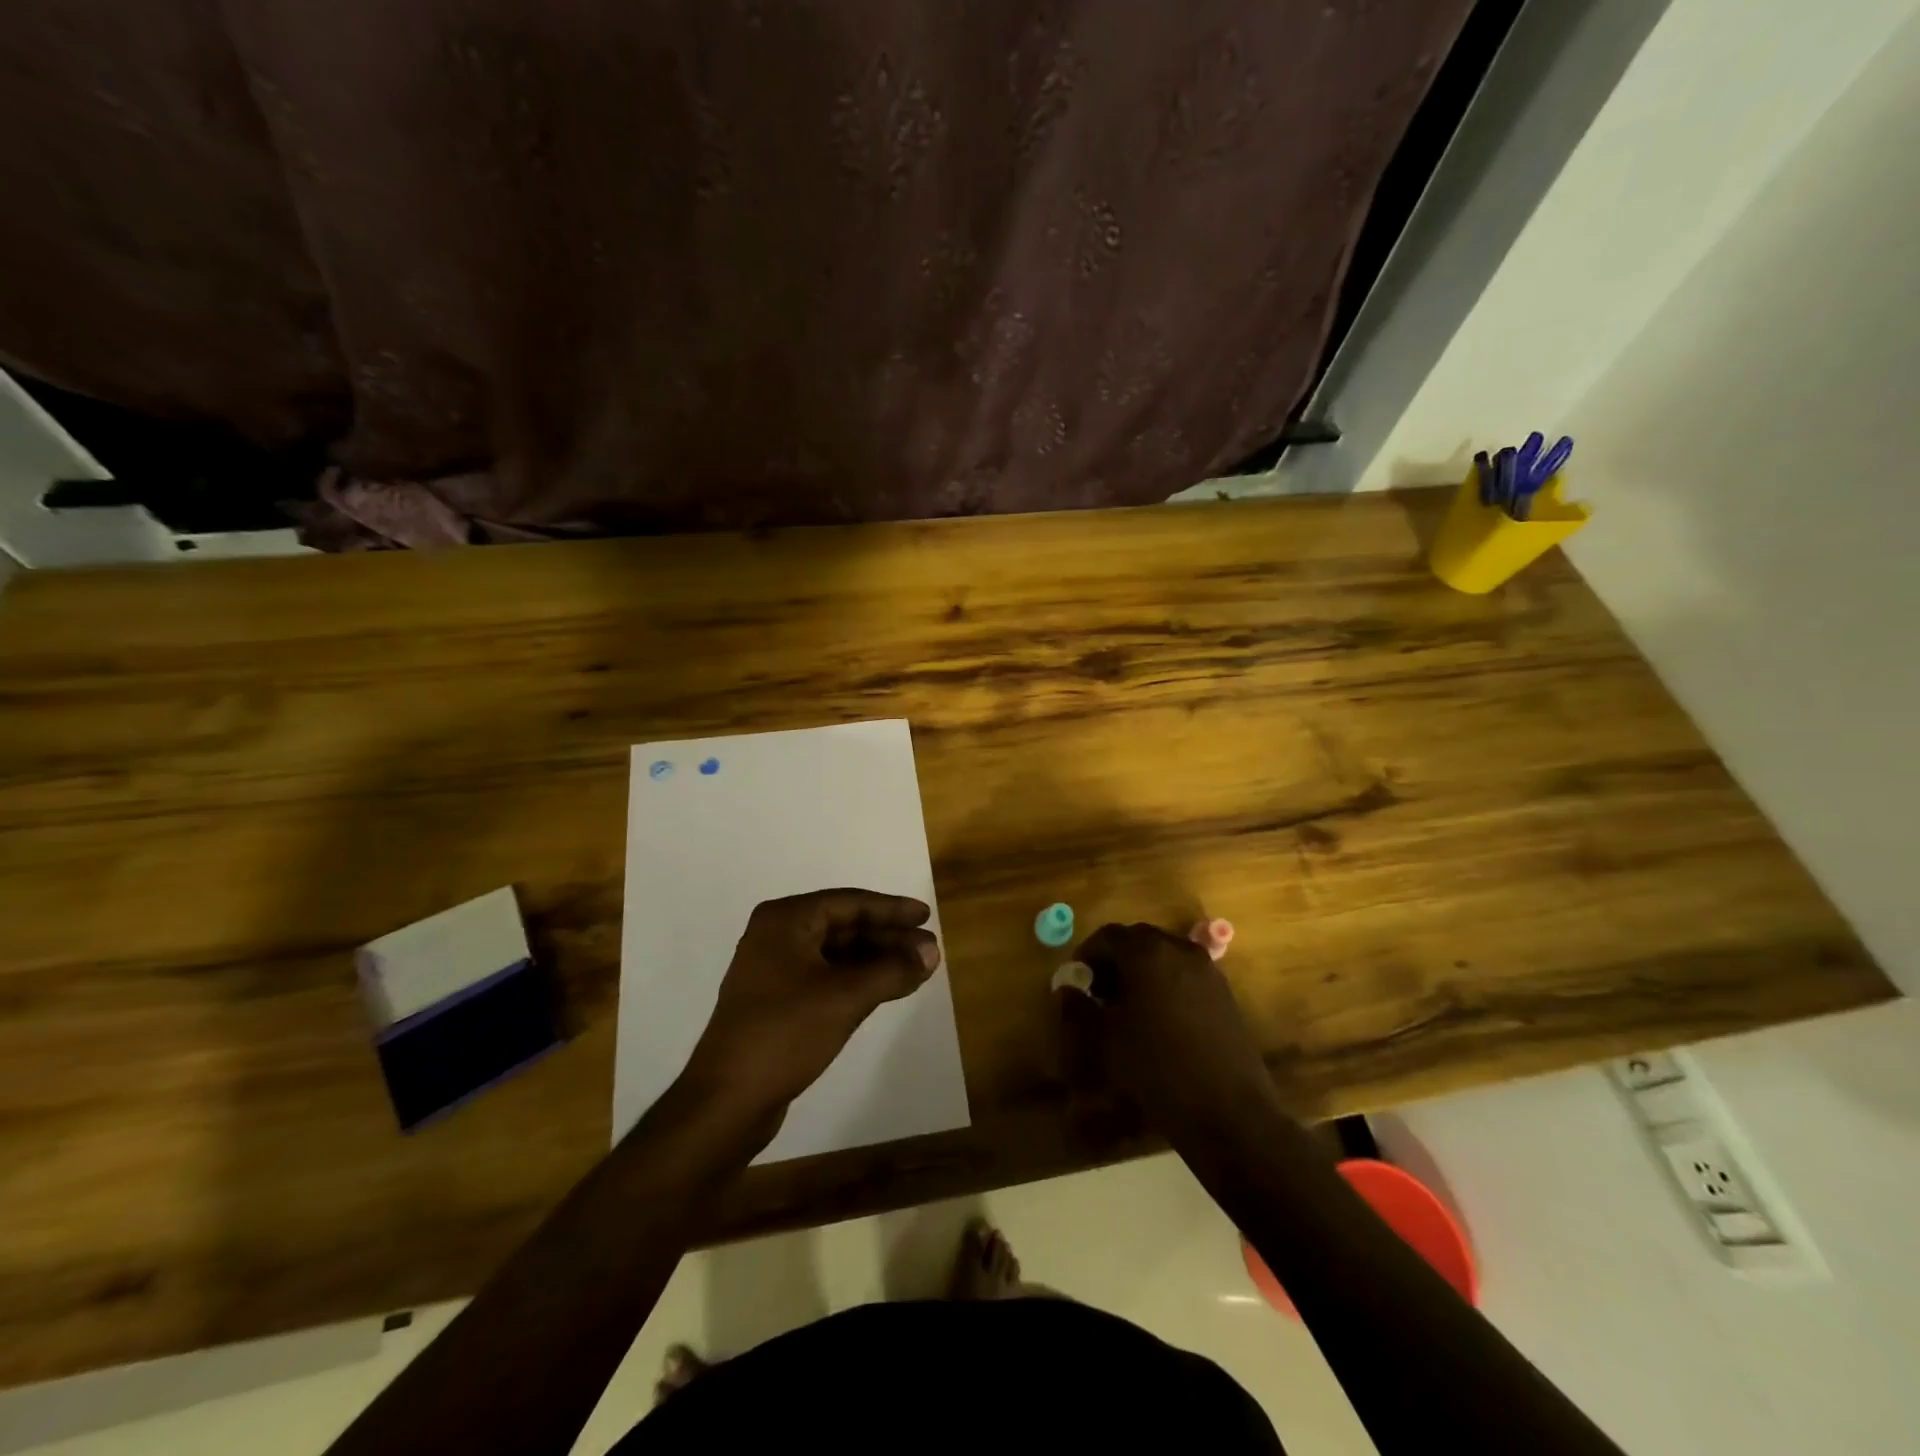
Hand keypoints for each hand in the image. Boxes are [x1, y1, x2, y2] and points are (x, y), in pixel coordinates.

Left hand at [682, 889, 940, 1127]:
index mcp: (786, 920)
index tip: (927, 916)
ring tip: (916, 970)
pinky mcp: (776, 1001)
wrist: (727, 1100)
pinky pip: (825, 976)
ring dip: (876, 960)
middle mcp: (776, 936)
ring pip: (836, 953)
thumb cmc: (785, 1033)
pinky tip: (886, 989)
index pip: (850, 903)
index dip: (892, 909)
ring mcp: (773, 969)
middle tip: (928, 949)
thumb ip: (893, 970)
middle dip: (887, 938)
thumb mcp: (846, 997)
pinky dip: (857, 980)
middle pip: (844, 926)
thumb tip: (932, 952)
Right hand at [1059, 922, 1280, 1136]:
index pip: (1107, 936)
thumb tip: (1066, 990)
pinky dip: (1165, 982)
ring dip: (1141, 971)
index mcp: (1147, 953)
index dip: (1087, 955)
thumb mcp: (1106, 1041)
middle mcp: (1178, 949)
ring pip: (1163, 955)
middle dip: (1114, 961)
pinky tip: (1160, 1018)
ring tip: (1129, 1006)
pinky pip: (1184, 973)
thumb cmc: (1157, 1069)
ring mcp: (1206, 969)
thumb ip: (1079, 1008)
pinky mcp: (1224, 991)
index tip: (1077, 982)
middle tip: (1099, 992)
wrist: (1228, 1110)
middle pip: (1137, 940)